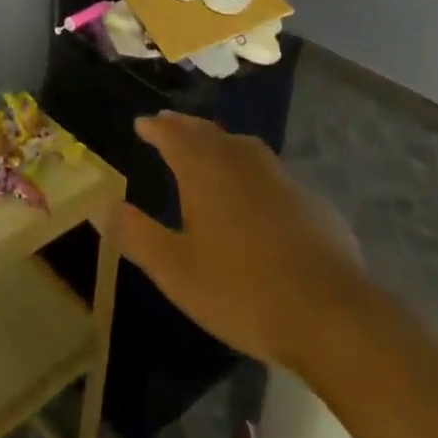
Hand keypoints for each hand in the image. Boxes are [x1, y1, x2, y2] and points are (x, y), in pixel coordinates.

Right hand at [111, 113, 365, 370]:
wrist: (331, 313)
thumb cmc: (242, 290)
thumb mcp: (176, 271)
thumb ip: (138, 236)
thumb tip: (106, 206)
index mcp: (204, 169)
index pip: (173, 135)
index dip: (155, 128)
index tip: (142, 124)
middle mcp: (240, 159)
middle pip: (206, 133)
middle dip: (184, 127)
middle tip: (168, 123)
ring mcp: (279, 176)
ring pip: (240, 146)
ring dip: (218, 142)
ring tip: (207, 147)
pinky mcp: (309, 199)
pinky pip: (268, 171)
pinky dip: (249, 169)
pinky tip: (253, 191)